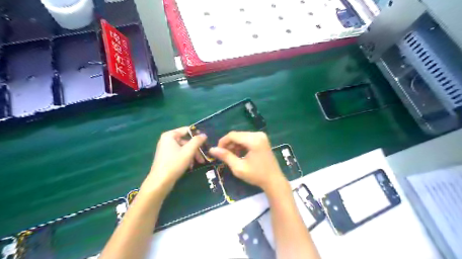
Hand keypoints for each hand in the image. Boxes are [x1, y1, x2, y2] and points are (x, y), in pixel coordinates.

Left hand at [140, 126, 206, 194]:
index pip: (186, 130)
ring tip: (199, 162)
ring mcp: (166, 149)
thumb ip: (197, 141)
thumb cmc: (174, 163)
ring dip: (192, 155)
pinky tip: (191, 166)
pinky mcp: (167, 158)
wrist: (160, 182)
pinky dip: (186, 158)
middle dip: (196, 149)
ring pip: (184, 148)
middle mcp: (167, 140)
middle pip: (186, 141)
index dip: (197, 134)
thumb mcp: (189, 151)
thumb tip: (204, 134)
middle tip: (203, 156)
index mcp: (170, 135)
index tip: (206, 140)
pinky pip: (179, 154)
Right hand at [210, 132, 285, 189]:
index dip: (222, 142)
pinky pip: (247, 139)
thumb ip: (225, 156)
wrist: (274, 180)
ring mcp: (261, 136)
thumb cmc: (256, 175)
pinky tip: (239, 155)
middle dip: (228, 144)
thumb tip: (212, 149)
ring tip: (231, 156)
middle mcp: (258, 134)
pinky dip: (241, 145)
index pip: (233, 135)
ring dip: (234, 145)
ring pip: (242, 137)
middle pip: (237, 135)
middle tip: (224, 155)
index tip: (217, 151)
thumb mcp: (238, 167)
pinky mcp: (262, 140)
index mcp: (253, 140)